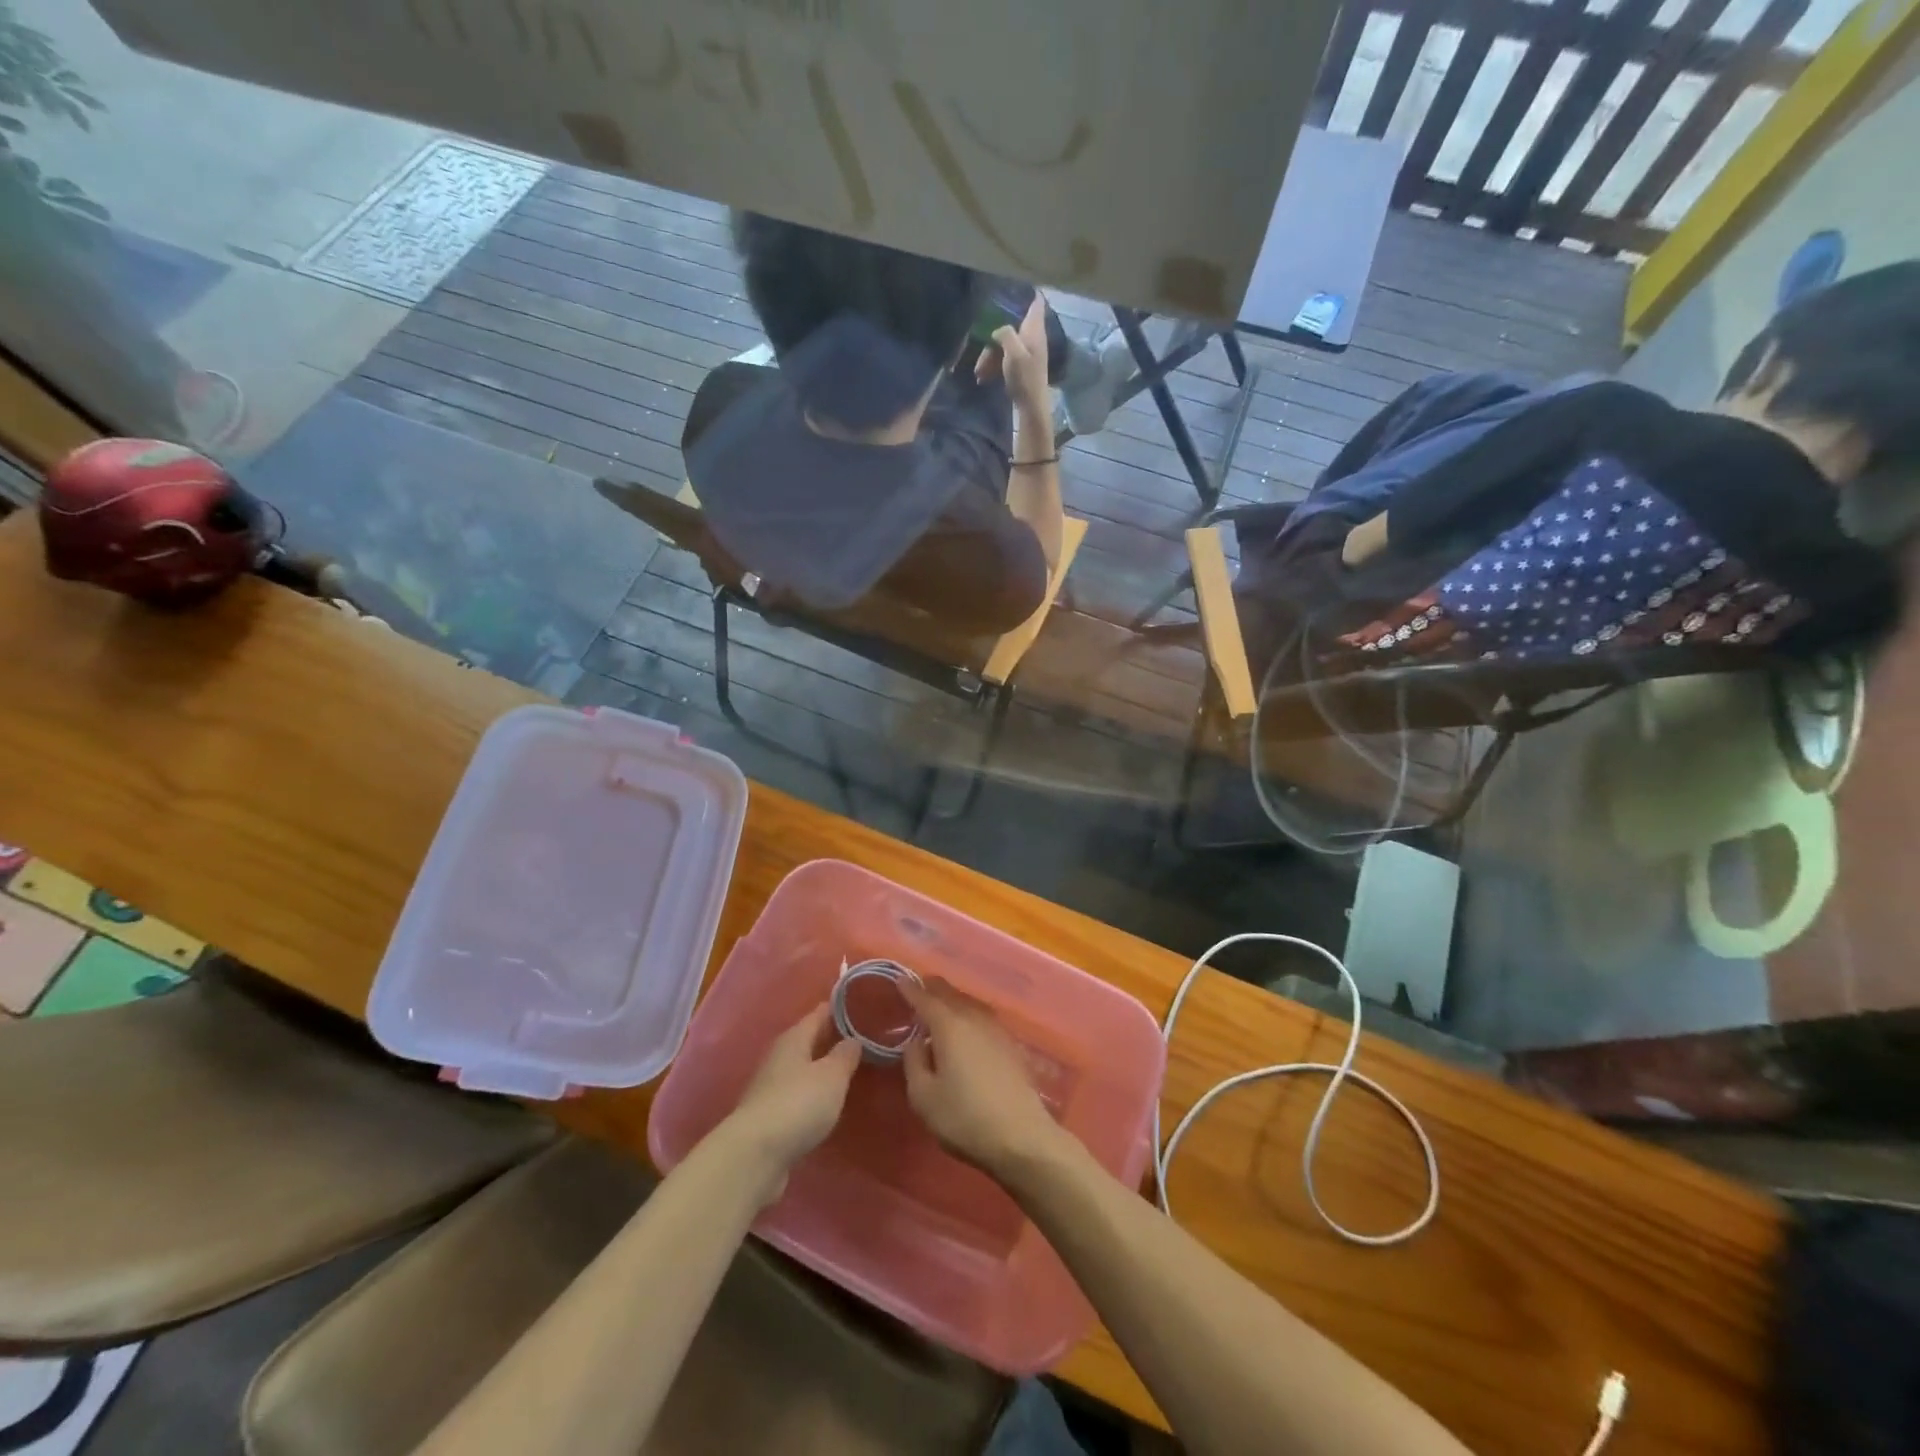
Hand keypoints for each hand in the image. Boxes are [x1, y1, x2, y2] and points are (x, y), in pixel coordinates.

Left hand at [720, 1002, 860, 1202]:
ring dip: (823, 1067)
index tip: (863, 1004)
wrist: (754, 1155)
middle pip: (810, 1039)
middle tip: (864, 1037)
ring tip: (851, 1069)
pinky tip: (829, 1102)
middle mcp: (780, 1057)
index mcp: (794, 1038)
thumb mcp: (832, 1076)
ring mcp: (771, 1087)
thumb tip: (853, 1038)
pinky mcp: (770, 1116)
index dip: (841, 1008)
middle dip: (833, 1038)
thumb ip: (845, 1055)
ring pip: (803, 1068)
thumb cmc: (798, 1104)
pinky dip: (814, 1093)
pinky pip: (798, 1094)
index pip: (820, 1013)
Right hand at [900, 979, 1060, 1175]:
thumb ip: (914, 1062)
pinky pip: (982, 1018)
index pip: (926, 999)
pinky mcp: (1010, 1045)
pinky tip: (965, 1029)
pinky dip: (968, 1014)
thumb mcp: (923, 1097)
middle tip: (918, 988)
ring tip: (940, 1006)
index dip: (911, 989)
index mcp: (949, 1026)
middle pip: (951, 995)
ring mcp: (996, 1030)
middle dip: (933, 989)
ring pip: (969, 1004)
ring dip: (952, 1000)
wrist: (1021, 1137)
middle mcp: (974, 1019)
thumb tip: (917, 1041)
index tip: (899, 979)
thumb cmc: (965, 1118)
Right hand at [976, 295, 1051, 418]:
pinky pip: (1004, 359)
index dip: (1027, 292)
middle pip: (1011, 326)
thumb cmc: (1025, 377)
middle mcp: (1032, 337)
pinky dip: (994, 366)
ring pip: (1004, 345)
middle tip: (981, 351)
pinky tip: (983, 377)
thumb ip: (1005, 333)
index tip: (1012, 286)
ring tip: (978, 372)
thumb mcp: (1013, 353)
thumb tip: (997, 328)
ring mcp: (1026, 353)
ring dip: (989, 356)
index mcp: (1034, 329)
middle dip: (993, 336)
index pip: (1035, 302)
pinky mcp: (1020, 367)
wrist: (1031, 406)